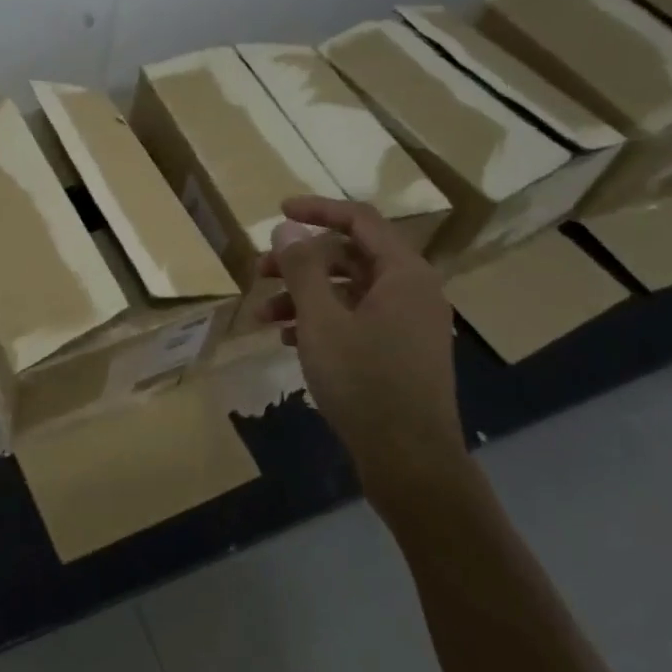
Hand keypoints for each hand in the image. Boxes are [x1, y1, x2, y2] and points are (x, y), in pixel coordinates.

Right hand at [258, 197, 469, 521]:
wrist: (410, 460)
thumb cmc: (364, 382)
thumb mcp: (322, 320)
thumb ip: (302, 268)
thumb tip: (287, 229)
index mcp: (403, 273)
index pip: (360, 220)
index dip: (318, 210)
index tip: (279, 212)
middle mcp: (412, 291)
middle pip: (350, 257)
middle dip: (300, 262)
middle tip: (259, 271)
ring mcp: (408, 324)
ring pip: (348, 292)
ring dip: (303, 297)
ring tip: (262, 316)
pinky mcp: (399, 352)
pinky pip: (356, 320)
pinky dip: (321, 322)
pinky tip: (287, 339)